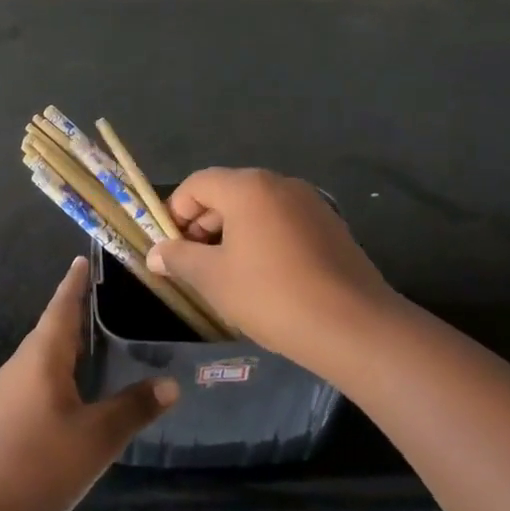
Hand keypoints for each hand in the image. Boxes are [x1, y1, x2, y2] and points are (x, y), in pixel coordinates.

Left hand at [0, 257, 177, 510]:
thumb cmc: (33, 465)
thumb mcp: (94, 440)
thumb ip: (132, 410)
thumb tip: (170, 384)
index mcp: (43, 355)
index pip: (62, 305)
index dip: (75, 283)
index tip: (82, 259)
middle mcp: (20, 365)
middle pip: (52, 330)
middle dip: (75, 315)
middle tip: (104, 303)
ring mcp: (4, 393)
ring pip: (42, 359)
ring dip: (67, 349)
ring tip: (95, 348)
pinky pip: (34, 383)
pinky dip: (57, 377)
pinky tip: (71, 400)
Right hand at [147, 168, 397, 370]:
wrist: (354, 327)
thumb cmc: (272, 295)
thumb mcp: (214, 279)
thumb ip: (179, 258)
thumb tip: (155, 253)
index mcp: (248, 187)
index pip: (197, 184)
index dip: (175, 212)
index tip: (169, 248)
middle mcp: (280, 183)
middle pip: (227, 192)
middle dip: (203, 225)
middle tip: (194, 265)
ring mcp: (310, 203)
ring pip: (257, 208)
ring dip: (233, 233)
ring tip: (226, 274)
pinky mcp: (331, 226)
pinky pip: (283, 222)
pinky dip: (264, 239)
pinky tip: (264, 278)